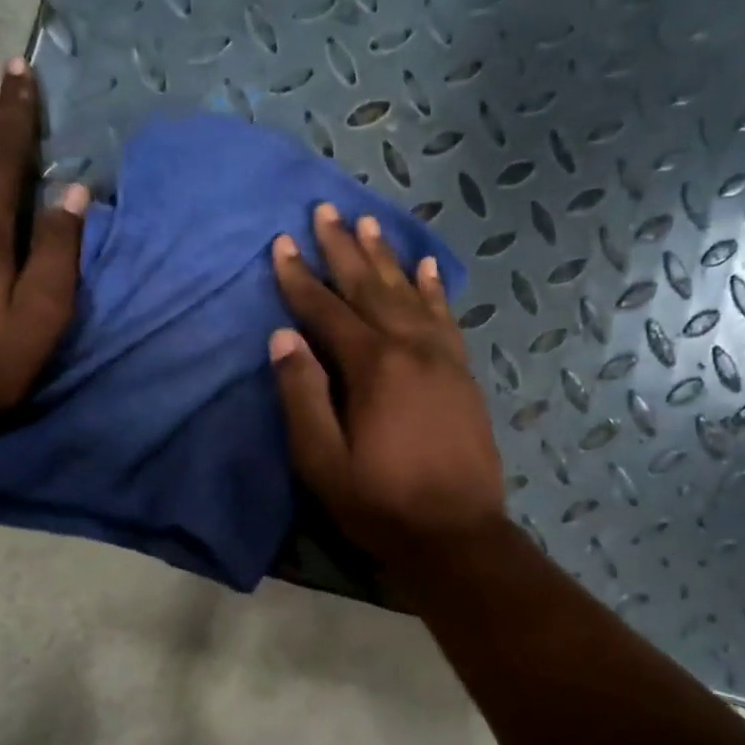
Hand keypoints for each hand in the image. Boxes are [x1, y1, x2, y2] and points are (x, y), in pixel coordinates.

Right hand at [269, 203, 504, 563]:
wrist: (456, 534)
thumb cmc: (380, 503)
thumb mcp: (323, 461)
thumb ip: (302, 396)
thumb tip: (282, 338)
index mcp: (373, 367)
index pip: (327, 311)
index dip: (301, 278)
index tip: (282, 244)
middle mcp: (410, 349)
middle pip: (370, 288)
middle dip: (344, 249)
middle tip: (325, 210)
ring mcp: (442, 358)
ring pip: (409, 294)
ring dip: (386, 258)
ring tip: (368, 223)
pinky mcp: (462, 374)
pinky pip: (446, 318)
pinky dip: (433, 290)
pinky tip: (426, 268)